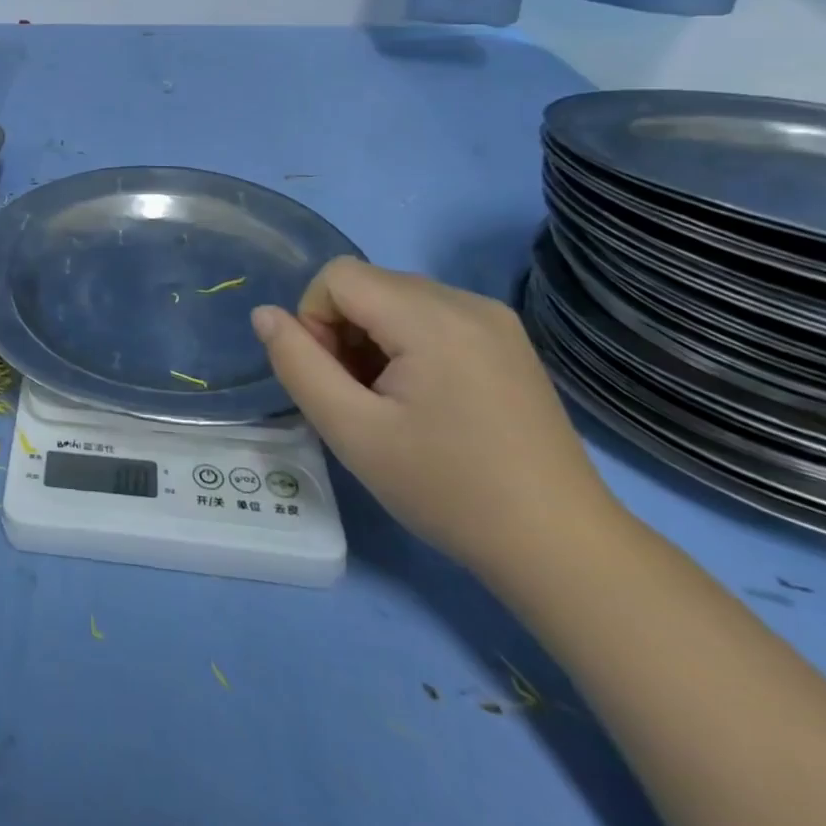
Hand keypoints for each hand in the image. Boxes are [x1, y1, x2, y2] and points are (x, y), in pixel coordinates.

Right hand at [251, 258, 619, 581]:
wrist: (561, 548)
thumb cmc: (448, 489)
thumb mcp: (351, 431)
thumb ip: (297, 364)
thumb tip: (265, 314)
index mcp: (432, 318)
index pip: (337, 277)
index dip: (314, 320)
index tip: (334, 380)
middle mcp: (467, 302)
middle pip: (367, 284)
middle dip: (342, 330)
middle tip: (358, 397)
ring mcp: (494, 319)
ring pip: (396, 298)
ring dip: (372, 337)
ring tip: (391, 401)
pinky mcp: (508, 340)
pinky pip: (431, 314)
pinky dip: (406, 342)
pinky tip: (424, 398)